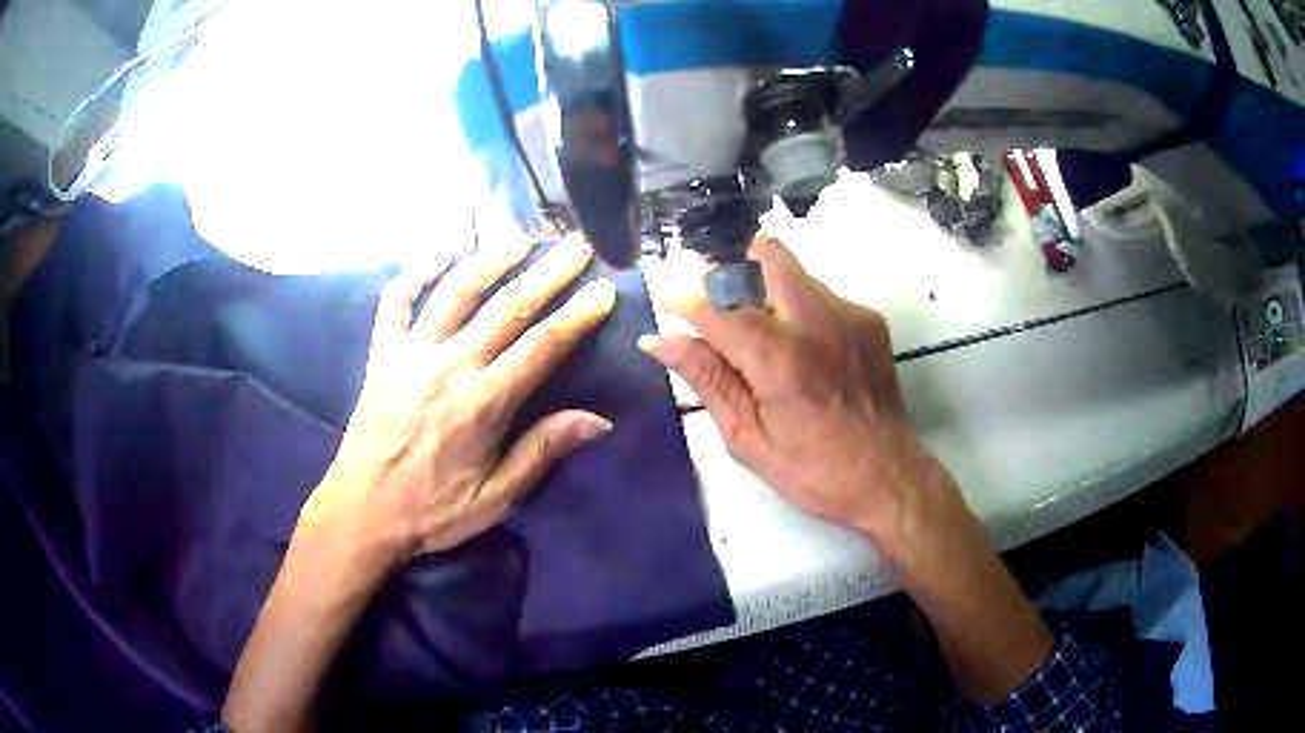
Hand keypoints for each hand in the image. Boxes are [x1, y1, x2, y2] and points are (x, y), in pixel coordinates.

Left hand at [300, 237, 616, 576]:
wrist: (362, 509)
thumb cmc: (432, 509)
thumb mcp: (495, 498)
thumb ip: (541, 452)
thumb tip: (598, 419)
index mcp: (483, 402)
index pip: (543, 346)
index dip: (578, 314)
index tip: (604, 288)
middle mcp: (449, 364)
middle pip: (508, 307)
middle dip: (548, 272)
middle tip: (577, 245)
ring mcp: (411, 352)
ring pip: (457, 291)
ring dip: (491, 258)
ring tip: (520, 236)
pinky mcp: (382, 353)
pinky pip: (396, 300)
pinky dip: (416, 273)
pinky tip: (438, 257)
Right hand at [641, 236, 958, 555]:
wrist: (889, 477)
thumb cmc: (814, 471)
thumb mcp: (748, 438)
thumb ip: (707, 379)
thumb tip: (659, 340)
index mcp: (782, 358)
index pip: (719, 309)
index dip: (685, 300)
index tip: (665, 297)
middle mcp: (818, 320)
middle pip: (768, 254)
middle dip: (735, 270)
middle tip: (720, 306)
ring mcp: (849, 314)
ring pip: (794, 273)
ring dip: (766, 292)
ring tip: (764, 342)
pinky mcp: (869, 320)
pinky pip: (820, 295)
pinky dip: (798, 310)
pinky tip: (801, 354)